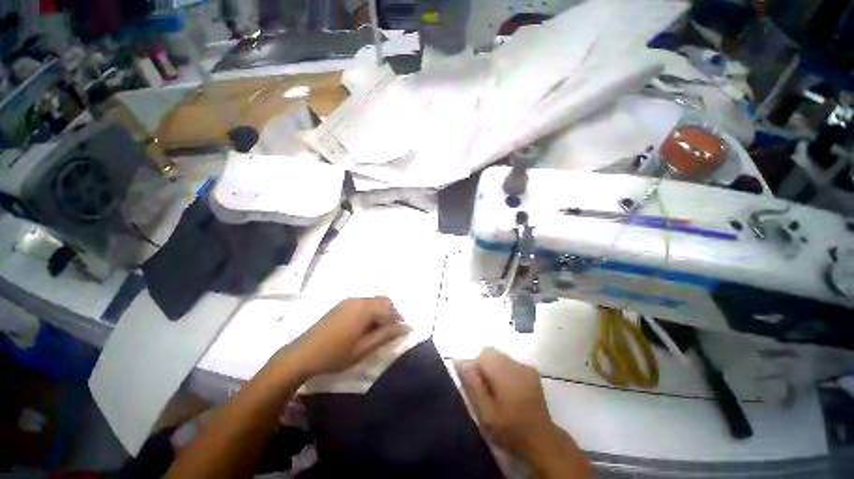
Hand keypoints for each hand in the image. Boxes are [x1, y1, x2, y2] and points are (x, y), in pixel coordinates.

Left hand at [284, 297, 409, 378]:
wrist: (301, 355)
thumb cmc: (335, 354)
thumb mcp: (363, 348)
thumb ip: (386, 335)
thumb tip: (406, 327)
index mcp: (365, 308)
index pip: (390, 307)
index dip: (398, 318)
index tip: (399, 332)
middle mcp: (358, 300)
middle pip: (382, 301)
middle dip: (390, 314)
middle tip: (389, 332)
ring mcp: (348, 301)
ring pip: (372, 302)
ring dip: (379, 313)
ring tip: (376, 331)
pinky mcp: (340, 305)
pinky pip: (362, 303)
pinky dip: (369, 312)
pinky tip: (363, 327)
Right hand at [457, 348, 587, 477]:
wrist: (542, 441)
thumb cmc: (510, 429)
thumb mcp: (485, 412)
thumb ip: (472, 384)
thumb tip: (459, 360)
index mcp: (504, 372)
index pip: (482, 355)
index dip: (474, 367)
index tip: (475, 386)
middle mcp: (515, 364)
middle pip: (491, 352)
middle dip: (483, 366)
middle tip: (485, 390)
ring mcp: (525, 367)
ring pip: (500, 356)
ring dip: (493, 367)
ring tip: (496, 391)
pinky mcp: (532, 372)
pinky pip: (510, 362)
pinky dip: (504, 370)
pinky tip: (508, 389)